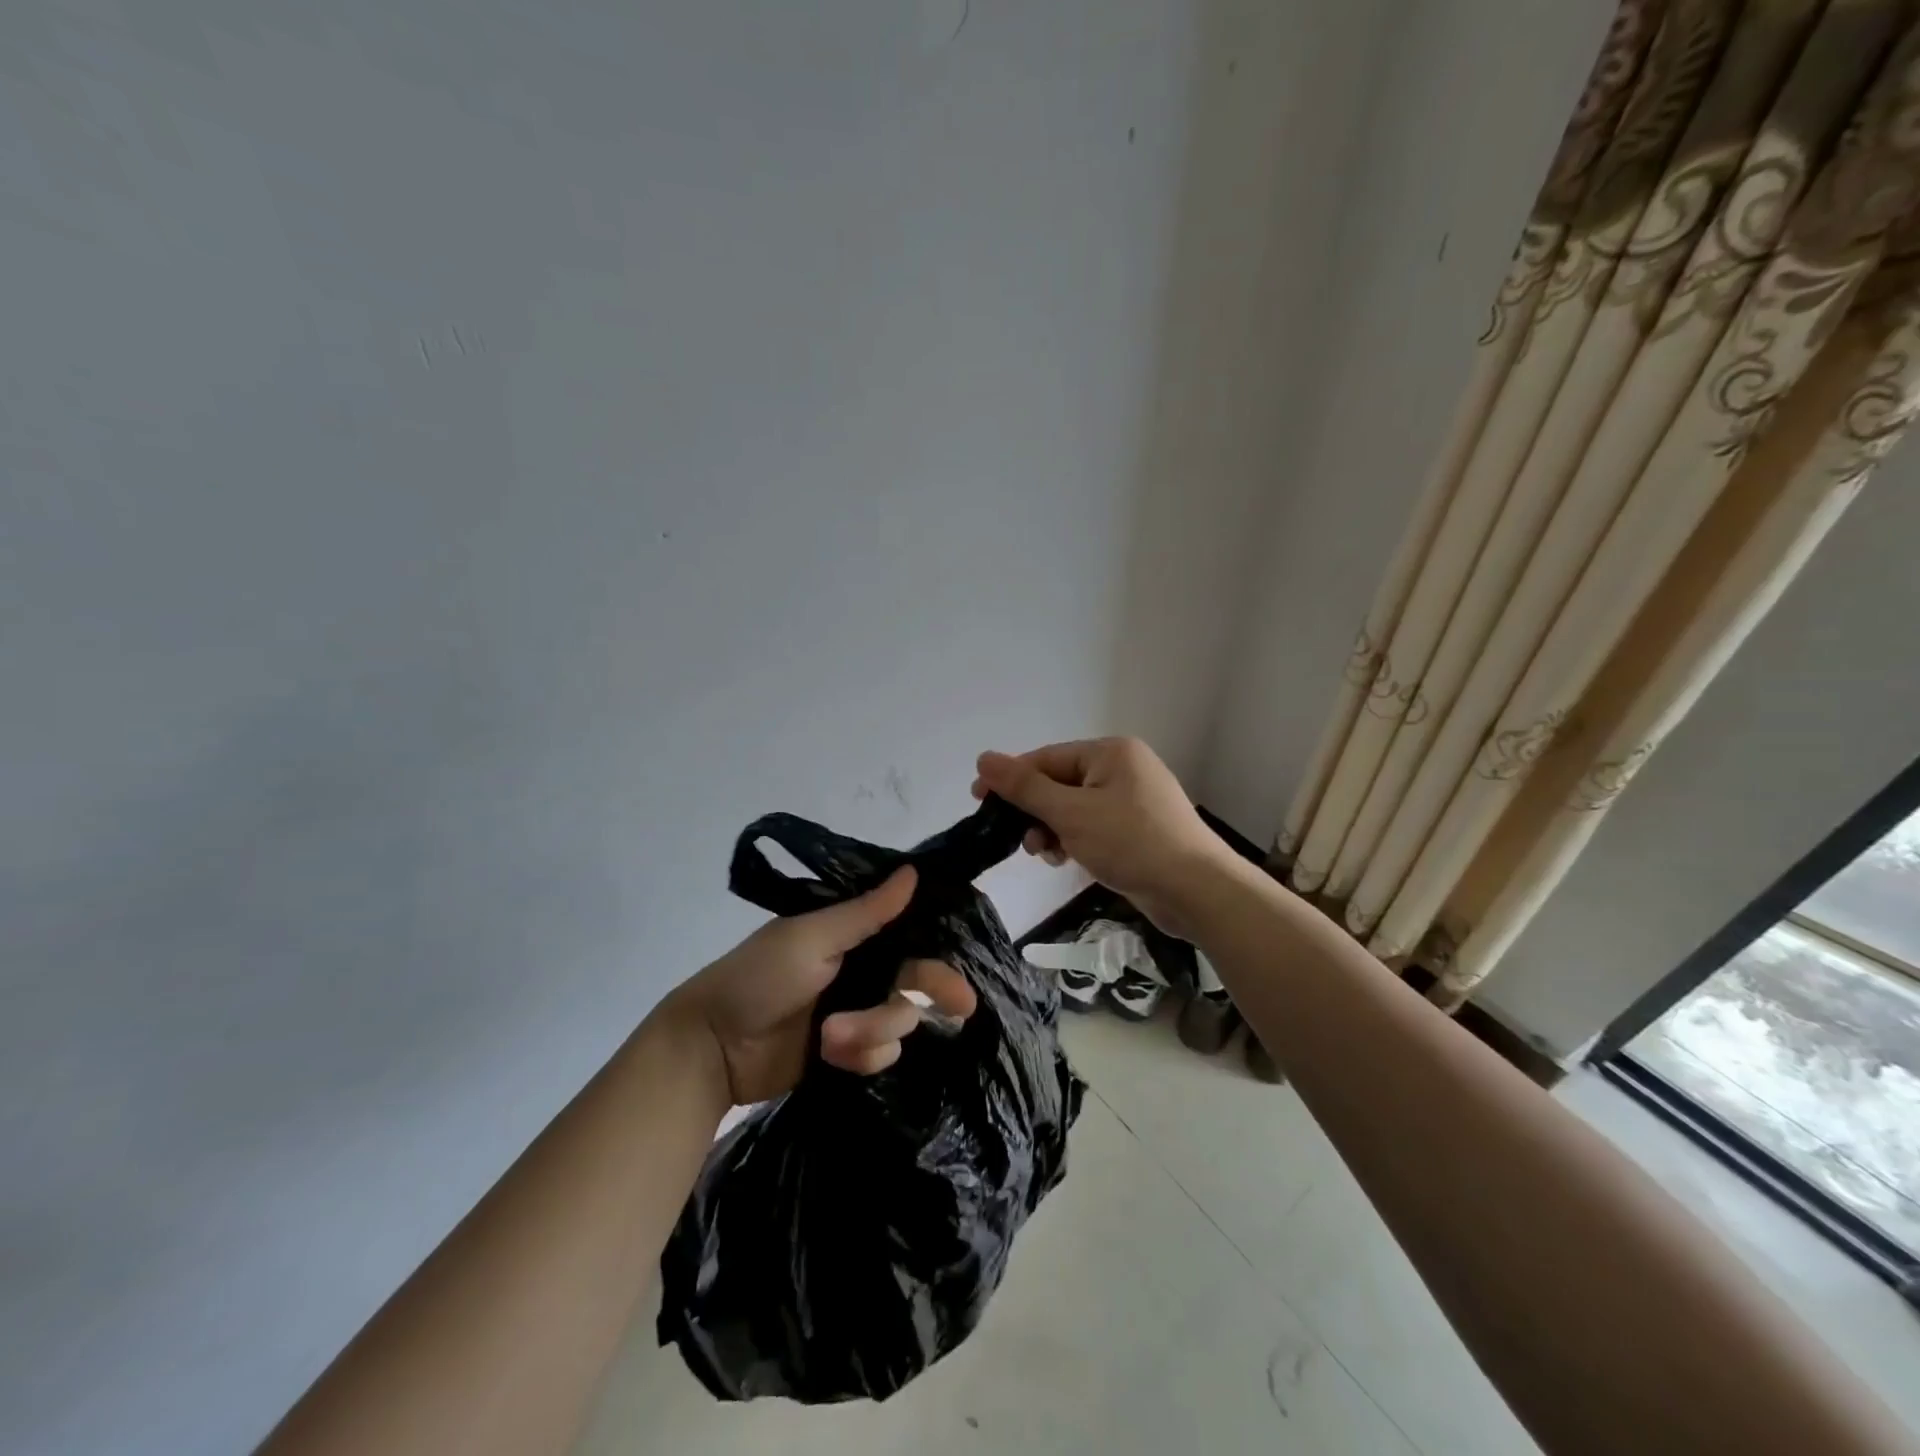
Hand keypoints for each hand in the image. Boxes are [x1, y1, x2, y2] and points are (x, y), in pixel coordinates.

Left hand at [664, 867, 977, 1106]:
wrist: (714, 1047)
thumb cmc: (760, 977)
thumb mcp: (812, 937)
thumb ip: (866, 911)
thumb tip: (913, 871)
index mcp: (852, 936)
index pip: (909, 936)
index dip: (938, 951)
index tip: (965, 962)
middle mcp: (861, 972)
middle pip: (915, 981)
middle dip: (932, 992)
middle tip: (961, 1008)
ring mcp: (855, 1014)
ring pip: (899, 1022)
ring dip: (872, 1030)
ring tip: (831, 1037)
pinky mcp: (846, 1054)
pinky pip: (880, 1056)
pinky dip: (861, 1056)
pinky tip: (832, 1055)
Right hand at [972, 737, 1233, 937]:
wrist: (1196, 890)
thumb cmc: (1131, 842)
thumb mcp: (1070, 813)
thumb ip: (1025, 787)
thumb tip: (983, 758)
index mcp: (1110, 752)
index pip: (1046, 759)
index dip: (1010, 780)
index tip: (979, 802)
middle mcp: (1123, 768)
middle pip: (1059, 783)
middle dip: (1035, 813)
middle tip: (1023, 842)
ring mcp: (1133, 799)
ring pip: (1074, 808)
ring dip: (1053, 830)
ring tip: (1048, 855)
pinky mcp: (1138, 829)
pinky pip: (1093, 826)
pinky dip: (1075, 840)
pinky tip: (1068, 861)